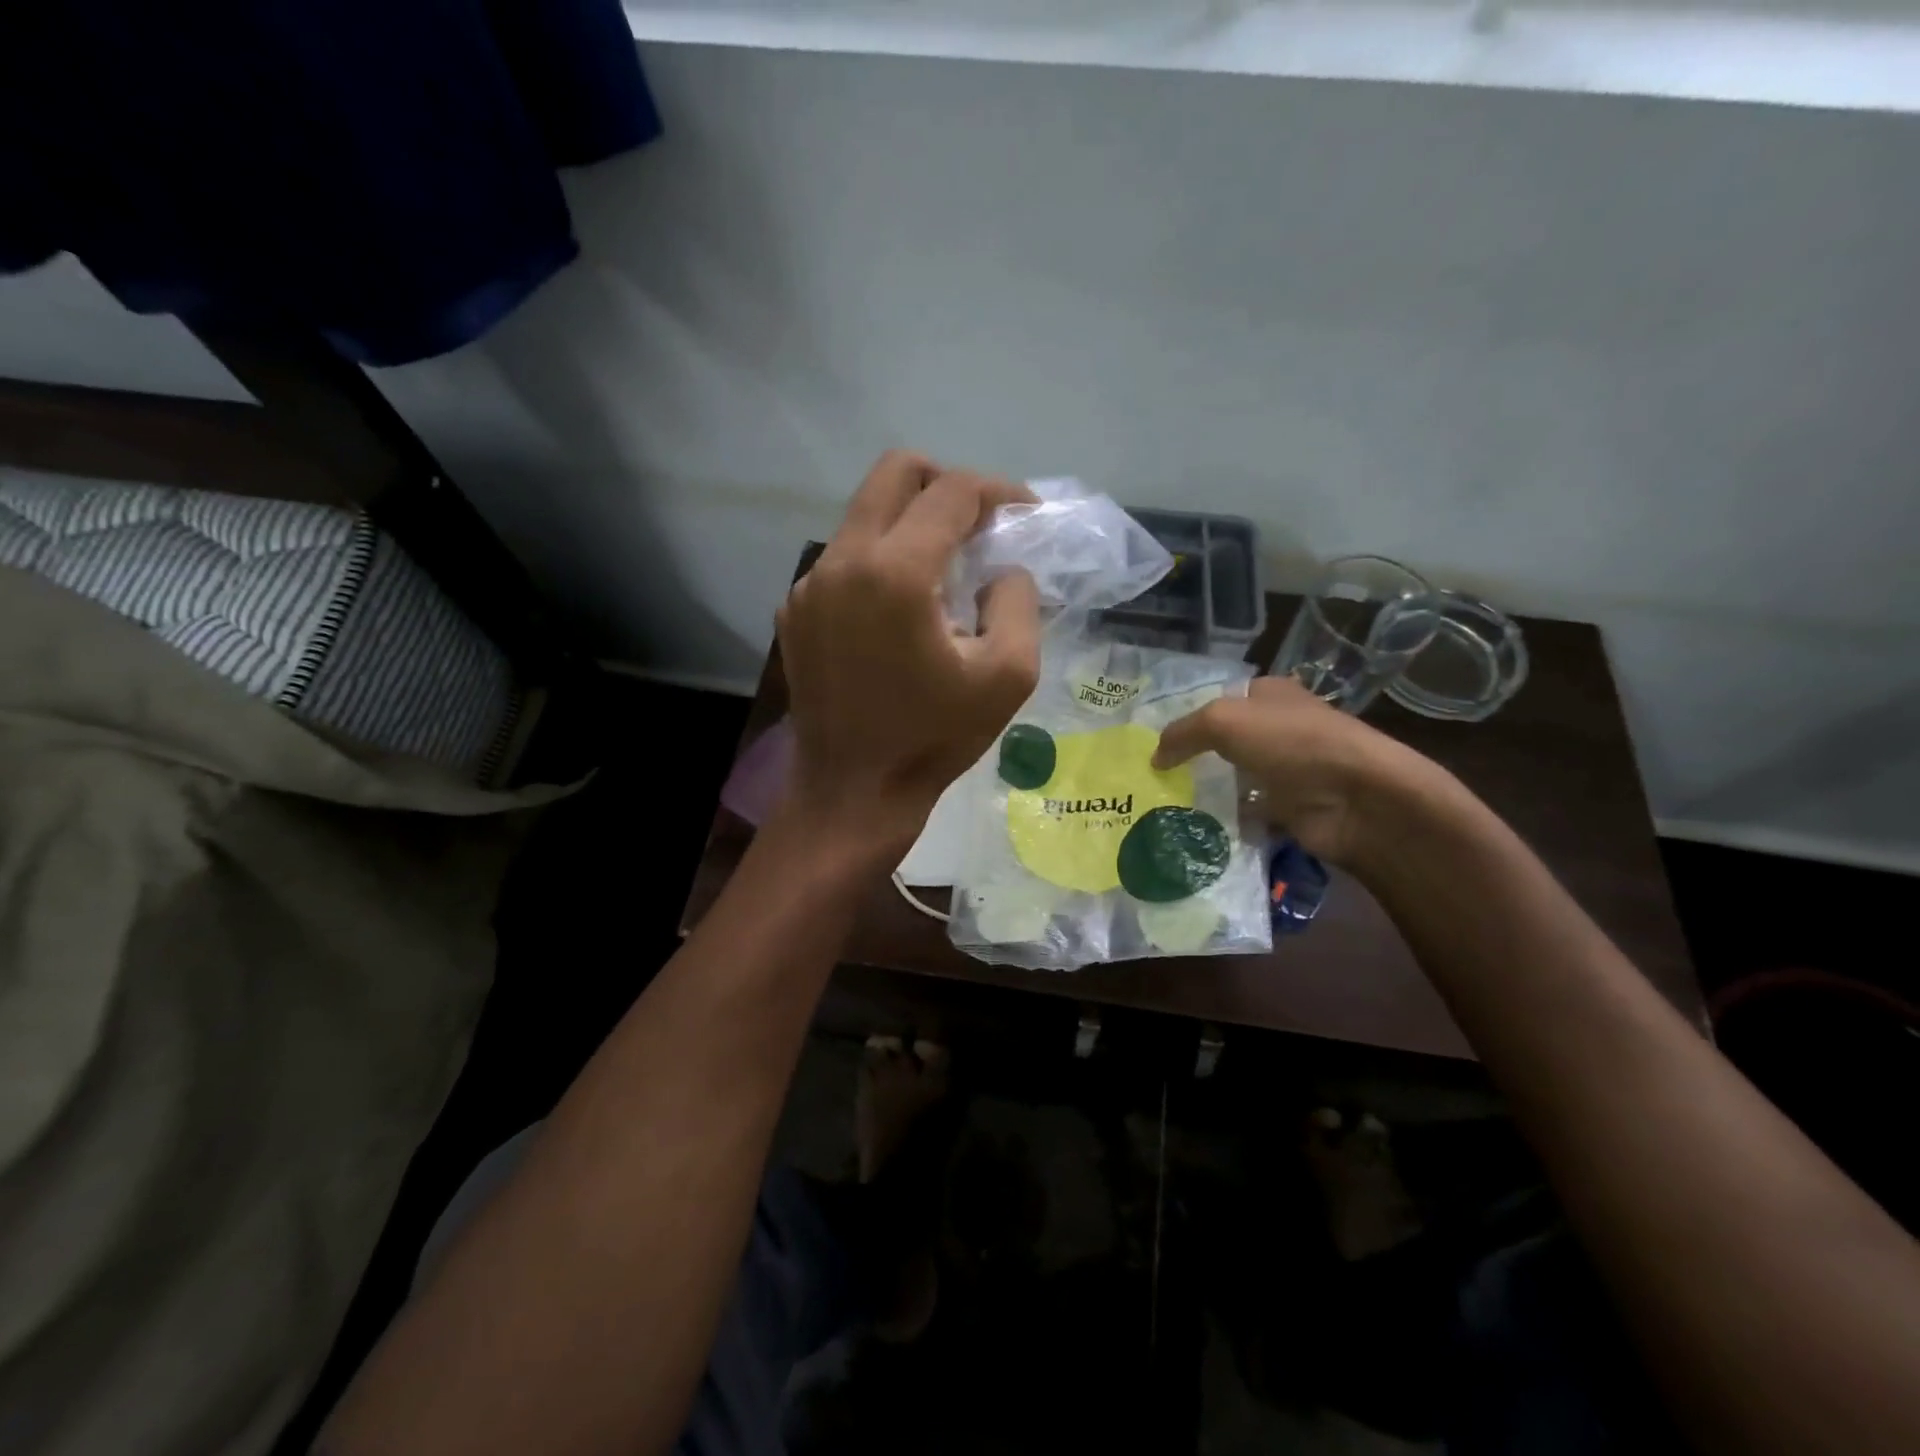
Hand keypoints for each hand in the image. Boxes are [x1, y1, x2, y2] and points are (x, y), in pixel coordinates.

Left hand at [777, 451, 1040, 859]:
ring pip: (864, 515)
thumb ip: (1019, 601)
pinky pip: (843, 560)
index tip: (1025, 514)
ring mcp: (809, 585)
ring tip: (943, 572)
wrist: (853, 792)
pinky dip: (879, 563)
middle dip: (945, 483)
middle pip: (894, 472)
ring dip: (910, 524)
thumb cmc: (934, 738)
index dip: (998, 492)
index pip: (951, 492)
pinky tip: (900, 612)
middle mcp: (841, 561)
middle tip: (979, 523)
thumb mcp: (1008, 675)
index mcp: (895, 572)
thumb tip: (1003, 568)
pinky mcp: (794, 611)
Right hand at [1152, 675, 1437, 866]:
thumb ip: (1183, 733)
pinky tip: (1192, 829)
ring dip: (1205, 792)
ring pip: (1233, 779)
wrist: (1356, 799)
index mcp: (1269, 696)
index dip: (1187, 717)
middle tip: (1150, 777)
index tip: (1152, 741)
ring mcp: (1286, 771)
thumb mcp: (1224, 721)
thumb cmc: (1291, 743)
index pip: (1219, 700)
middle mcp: (1278, 729)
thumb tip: (1154, 757)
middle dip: (1191, 758)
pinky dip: (1225, 821)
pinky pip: (1247, 813)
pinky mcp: (1290, 809)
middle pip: (1224, 742)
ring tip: (1161, 805)